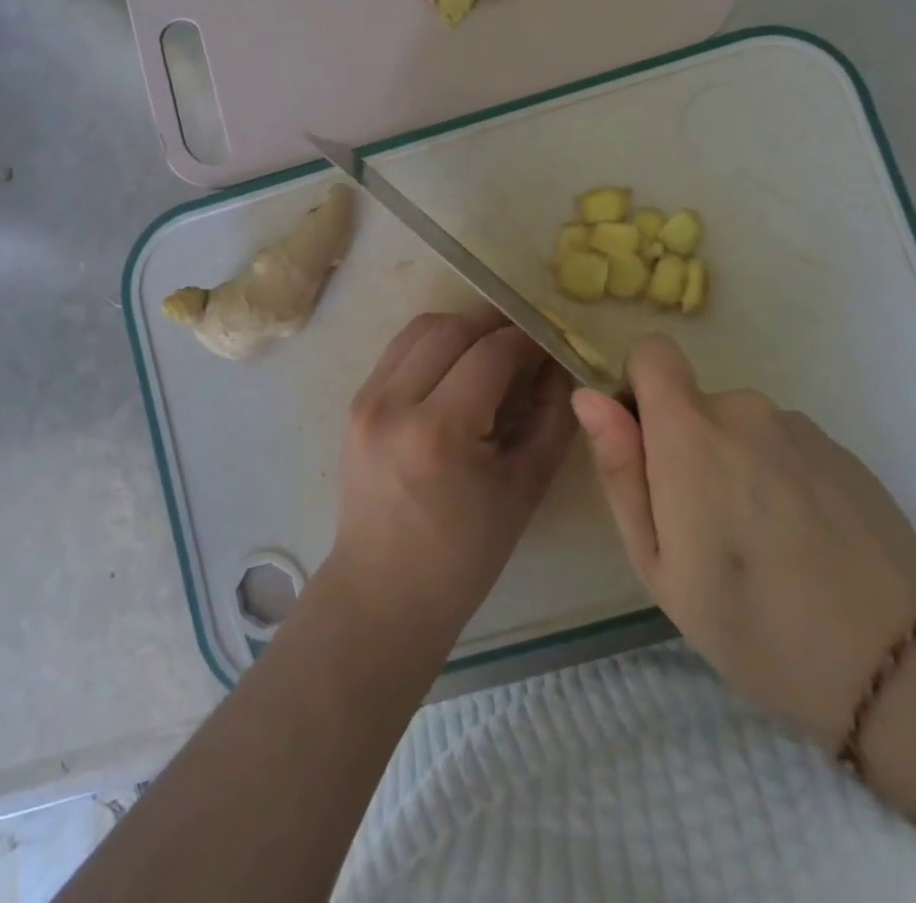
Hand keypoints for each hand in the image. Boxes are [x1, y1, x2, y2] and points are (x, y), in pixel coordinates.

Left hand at [329, 307, 575, 645]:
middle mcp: (394, 403)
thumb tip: (560, 364)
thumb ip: (551, 418)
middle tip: (525, 342)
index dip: (527, 340)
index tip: (550, 343)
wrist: (384, 590)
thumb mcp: (525, 488)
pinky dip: (433, 345)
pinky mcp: (355, 402)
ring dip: (461, 328)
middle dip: (495, 325)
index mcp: (438, 432)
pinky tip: (456, 367)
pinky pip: (399, 350)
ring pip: (421, 328)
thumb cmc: (464, 554)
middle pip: (452, 328)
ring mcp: (366, 399)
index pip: (491, 353)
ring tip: (492, 350)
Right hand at [571, 334, 915, 748]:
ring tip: (763, 545)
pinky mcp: (841, 451)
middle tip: (707, 530)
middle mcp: (744, 409)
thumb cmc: (750, 620)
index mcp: (690, 430)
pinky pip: (785, 447)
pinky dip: (780, 479)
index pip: (652, 353)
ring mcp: (799, 428)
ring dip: (737, 467)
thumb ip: (619, 470)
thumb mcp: (656, 562)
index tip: (648, 449)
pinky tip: (805, 543)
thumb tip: (587, 396)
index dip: (639, 389)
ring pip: (741, 430)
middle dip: (688, 449)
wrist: (897, 666)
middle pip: (694, 404)